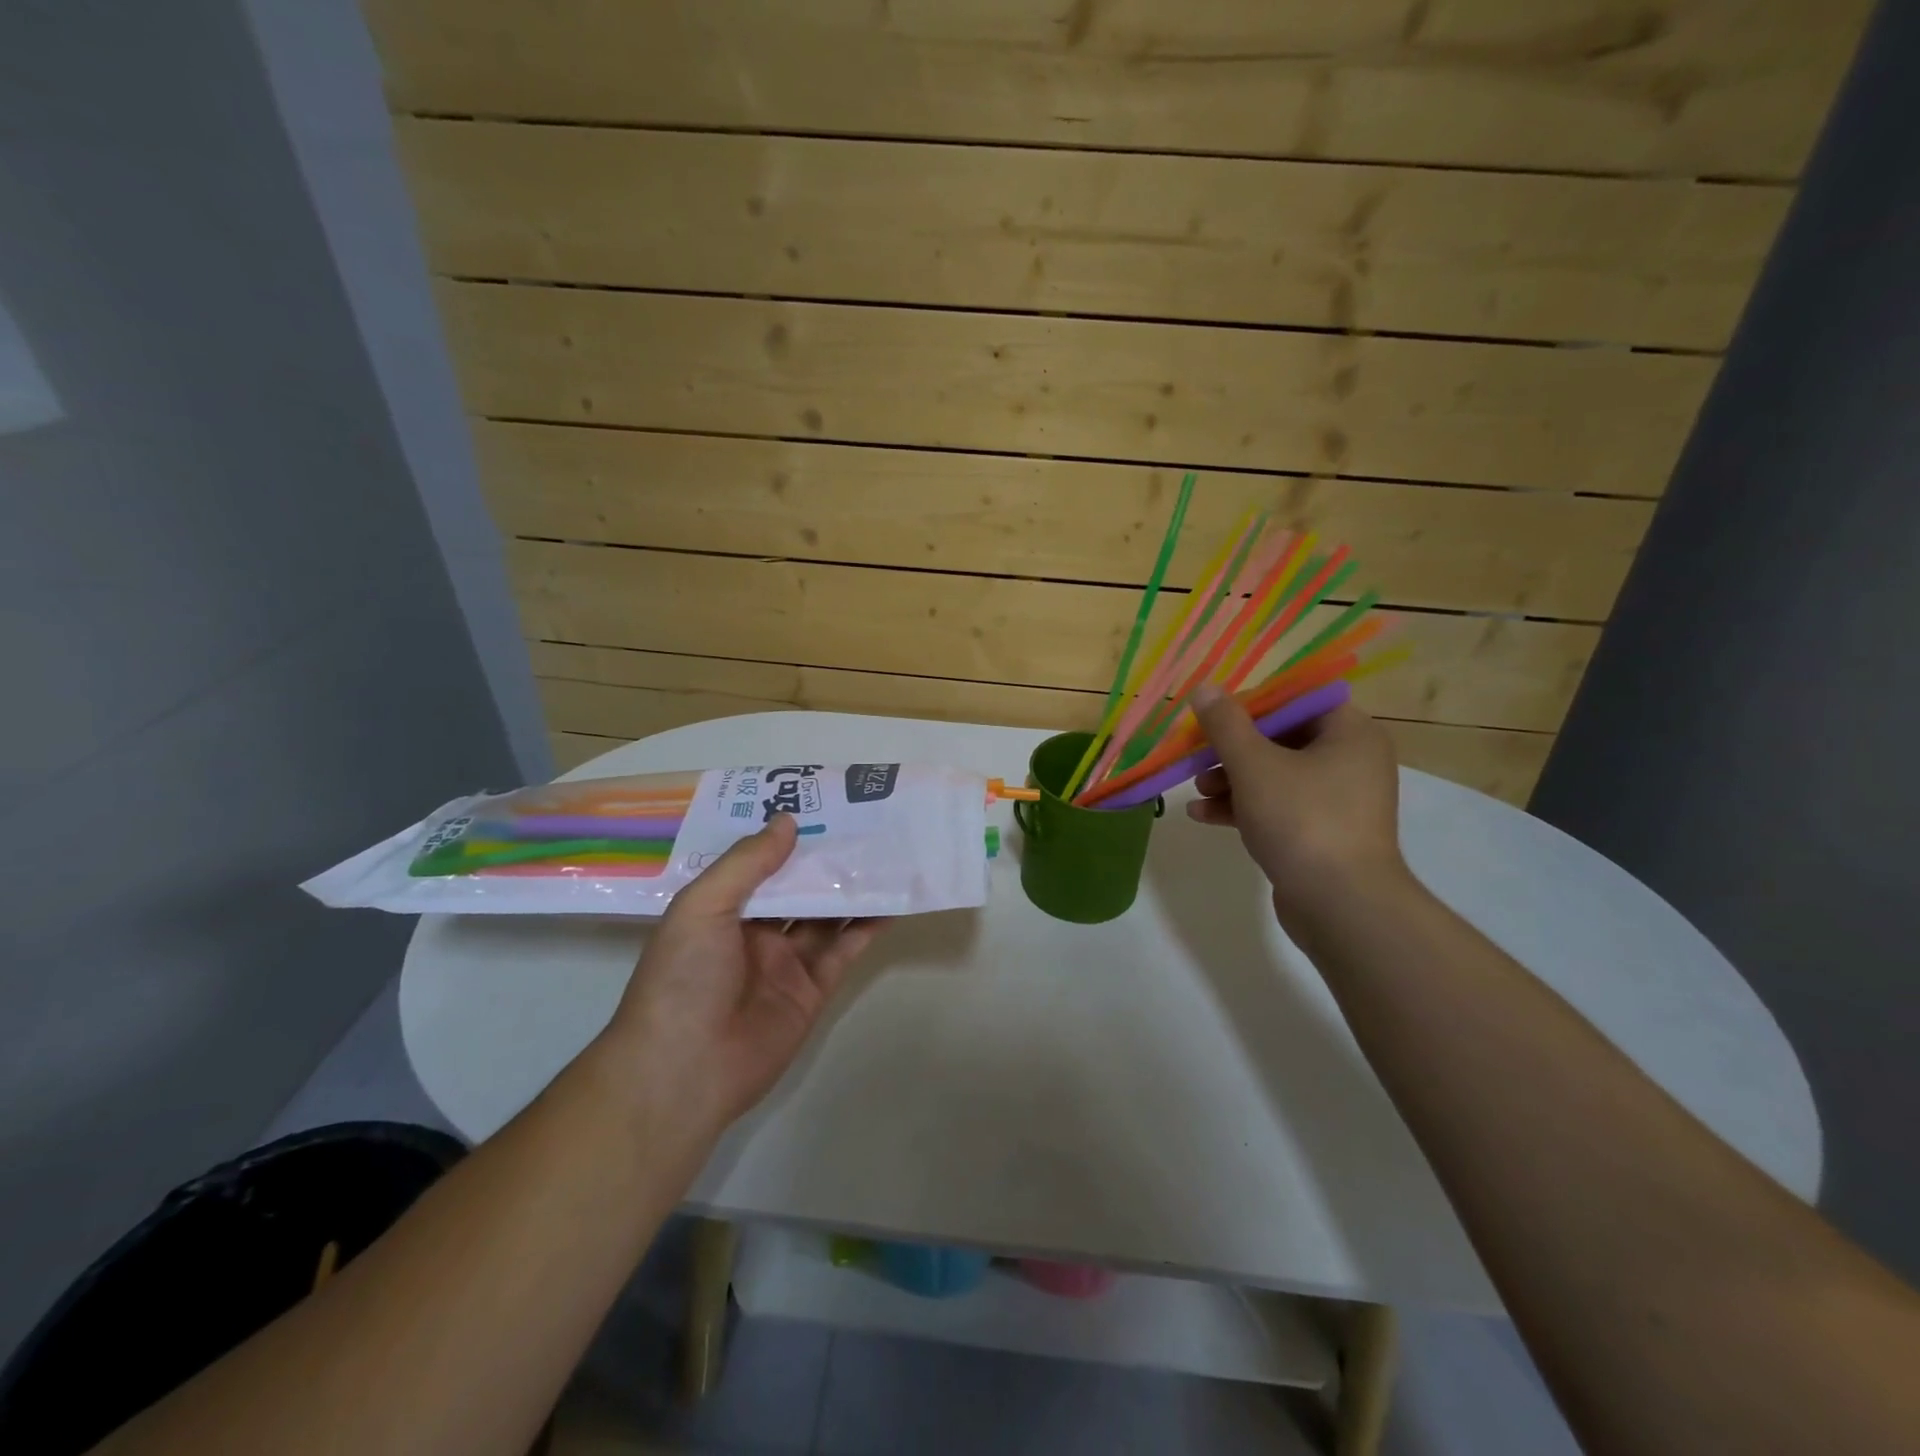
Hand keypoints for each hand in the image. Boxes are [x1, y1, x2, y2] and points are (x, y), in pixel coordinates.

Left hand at [603, 815, 886, 1130]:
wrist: (685, 1071)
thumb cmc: (683, 978)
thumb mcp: (702, 908)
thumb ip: (746, 864)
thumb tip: (787, 821)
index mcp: (721, 909)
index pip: (759, 864)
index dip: (786, 837)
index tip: (819, 805)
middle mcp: (755, 931)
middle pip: (798, 887)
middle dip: (825, 859)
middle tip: (864, 821)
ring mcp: (786, 961)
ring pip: (826, 915)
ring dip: (852, 888)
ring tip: (886, 853)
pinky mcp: (813, 990)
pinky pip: (844, 950)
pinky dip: (867, 927)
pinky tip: (890, 901)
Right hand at [1186, 684, 1406, 912]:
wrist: (1341, 905)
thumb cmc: (1302, 820)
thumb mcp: (1254, 765)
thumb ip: (1226, 724)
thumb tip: (1204, 687)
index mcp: (1349, 733)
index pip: (1298, 698)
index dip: (1253, 702)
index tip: (1215, 714)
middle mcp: (1350, 761)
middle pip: (1281, 737)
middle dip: (1233, 747)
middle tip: (1198, 754)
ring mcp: (1337, 800)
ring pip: (1275, 775)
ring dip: (1231, 779)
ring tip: (1196, 789)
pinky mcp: (1321, 833)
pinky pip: (1278, 807)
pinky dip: (1243, 807)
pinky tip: (1203, 815)